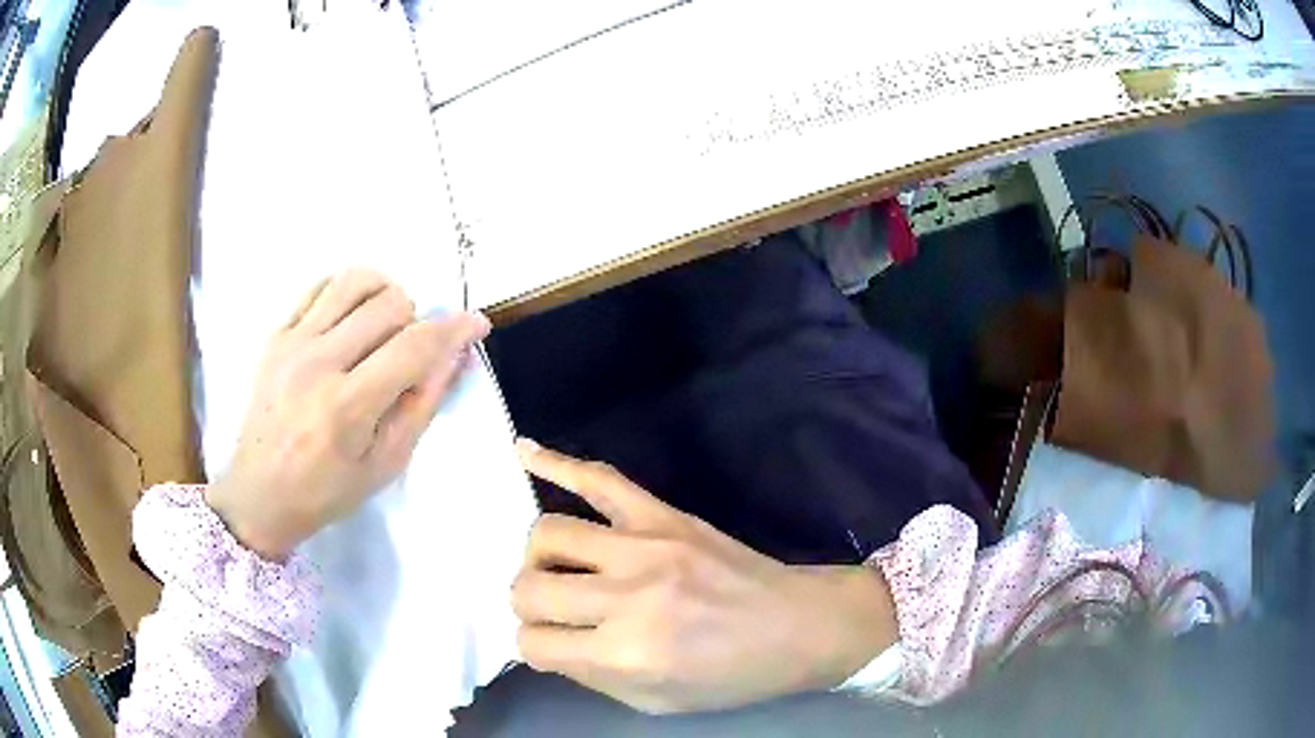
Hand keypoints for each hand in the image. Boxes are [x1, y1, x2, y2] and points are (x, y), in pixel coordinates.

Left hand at [206, 269, 489, 560]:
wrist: (259, 494)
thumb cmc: (326, 492)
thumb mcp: (385, 464)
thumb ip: (422, 405)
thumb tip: (456, 355)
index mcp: (347, 406)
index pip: (414, 347)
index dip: (454, 328)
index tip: (476, 324)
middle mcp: (318, 363)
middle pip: (389, 303)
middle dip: (416, 321)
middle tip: (408, 354)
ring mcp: (292, 343)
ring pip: (354, 280)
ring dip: (383, 295)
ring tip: (383, 327)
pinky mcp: (276, 335)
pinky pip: (320, 286)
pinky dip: (347, 294)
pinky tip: (350, 321)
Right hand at [511, 440, 897, 714]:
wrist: (797, 626)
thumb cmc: (731, 676)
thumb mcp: (656, 702)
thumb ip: (590, 674)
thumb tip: (544, 642)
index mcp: (625, 654)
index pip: (533, 642)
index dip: (535, 646)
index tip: (552, 645)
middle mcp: (626, 597)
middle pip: (529, 588)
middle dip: (528, 605)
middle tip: (553, 611)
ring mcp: (644, 546)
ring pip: (548, 533)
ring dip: (538, 557)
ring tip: (558, 567)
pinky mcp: (663, 514)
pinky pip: (599, 478)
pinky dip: (556, 462)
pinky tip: (524, 451)